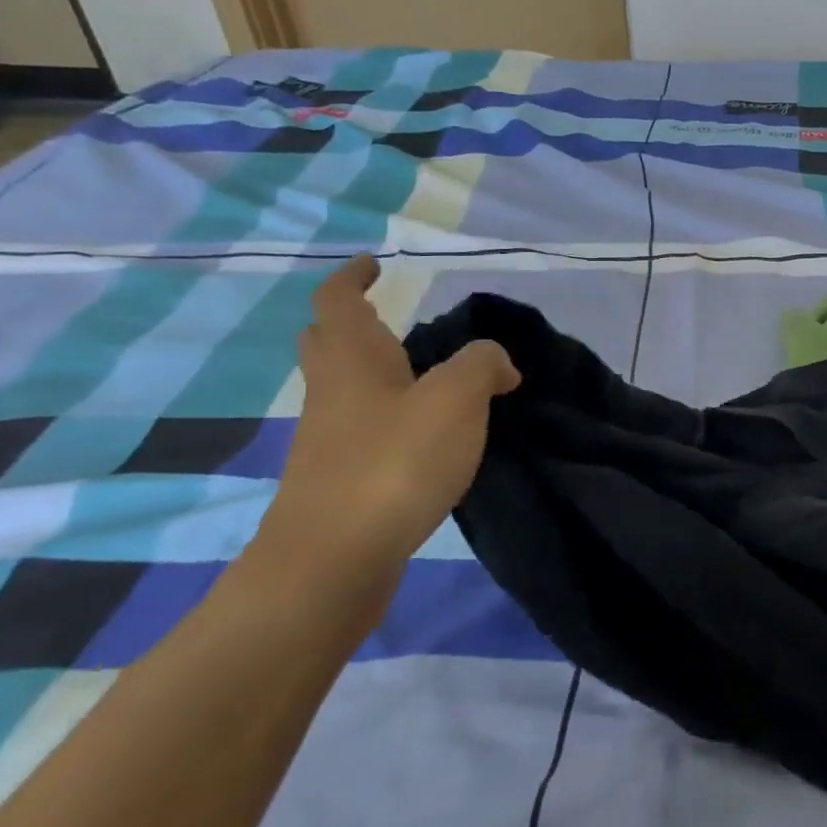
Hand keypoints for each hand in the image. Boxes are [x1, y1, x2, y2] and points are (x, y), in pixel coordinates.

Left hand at [248, 256, 519, 614]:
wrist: (333, 561)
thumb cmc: (393, 462)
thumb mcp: (457, 399)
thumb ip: (483, 364)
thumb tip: (498, 364)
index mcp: (353, 359)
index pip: (338, 300)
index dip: (354, 277)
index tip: (375, 265)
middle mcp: (333, 392)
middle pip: (328, 343)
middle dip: (353, 323)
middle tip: (393, 318)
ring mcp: (329, 440)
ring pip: (345, 389)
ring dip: (375, 373)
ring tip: (429, 377)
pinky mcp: (340, 480)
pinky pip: (362, 429)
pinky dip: (389, 416)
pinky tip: (429, 435)